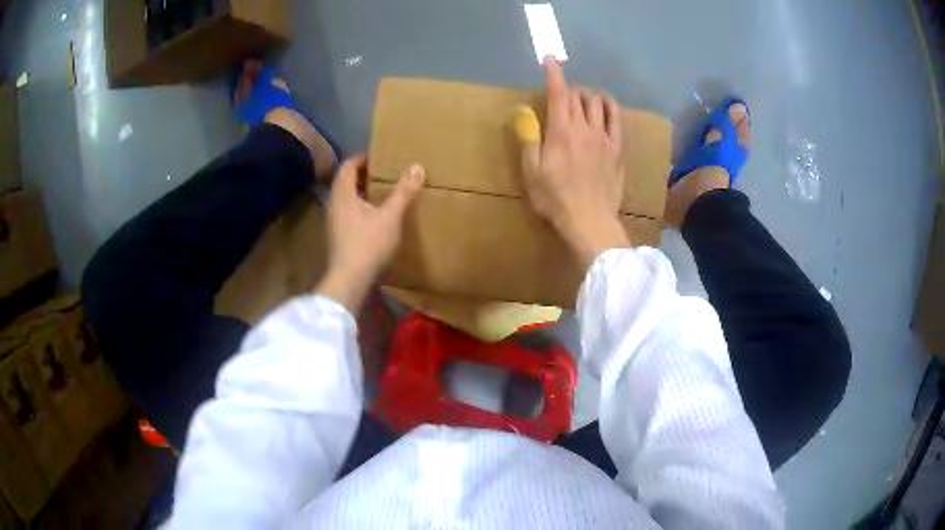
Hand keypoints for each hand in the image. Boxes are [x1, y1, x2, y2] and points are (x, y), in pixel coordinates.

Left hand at [316, 154, 424, 312]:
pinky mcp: (338, 237)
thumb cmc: (368, 244)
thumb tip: (417, 167)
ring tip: (384, 193)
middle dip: (364, 174)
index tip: (380, 157)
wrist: (349, 280)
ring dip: (363, 192)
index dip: (362, 158)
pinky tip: (376, 217)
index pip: (348, 165)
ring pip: (347, 199)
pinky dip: (361, 208)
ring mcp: (334, 222)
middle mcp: (334, 204)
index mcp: (343, 194)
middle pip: (346, 181)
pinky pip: (348, 213)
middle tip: (385, 173)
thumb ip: (403, 192)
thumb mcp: (390, 216)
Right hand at [514, 57, 629, 268]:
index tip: (550, 59)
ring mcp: (604, 136)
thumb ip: (528, 138)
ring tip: (582, 101)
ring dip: (588, 96)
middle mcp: (584, 127)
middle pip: (579, 95)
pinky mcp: (617, 148)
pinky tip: (605, 106)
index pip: (558, 92)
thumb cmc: (555, 198)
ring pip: (598, 103)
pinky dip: (610, 106)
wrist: (589, 219)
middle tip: (562, 98)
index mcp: (561, 130)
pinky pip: (617, 118)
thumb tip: (523, 113)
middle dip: (569, 89)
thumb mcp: (531, 171)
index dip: (554, 73)